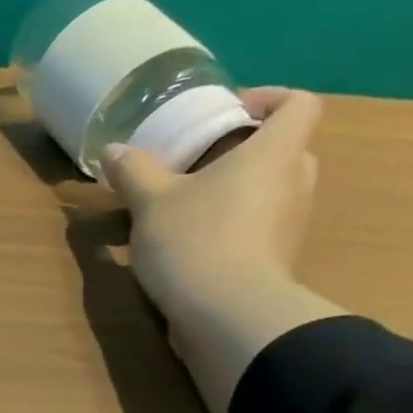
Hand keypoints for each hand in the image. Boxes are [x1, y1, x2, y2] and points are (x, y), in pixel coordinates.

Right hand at [103, 87, 323, 323]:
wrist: (226, 313)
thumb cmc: (195, 239)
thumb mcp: (150, 202)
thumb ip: (134, 172)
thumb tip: (113, 150)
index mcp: (275, 152)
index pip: (299, 104)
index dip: (269, 99)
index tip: (228, 112)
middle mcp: (295, 182)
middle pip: (285, 149)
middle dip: (246, 150)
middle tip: (201, 161)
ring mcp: (291, 225)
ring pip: (272, 191)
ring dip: (237, 191)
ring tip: (189, 206)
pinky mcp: (276, 260)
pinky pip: (260, 228)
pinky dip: (234, 227)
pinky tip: (193, 243)